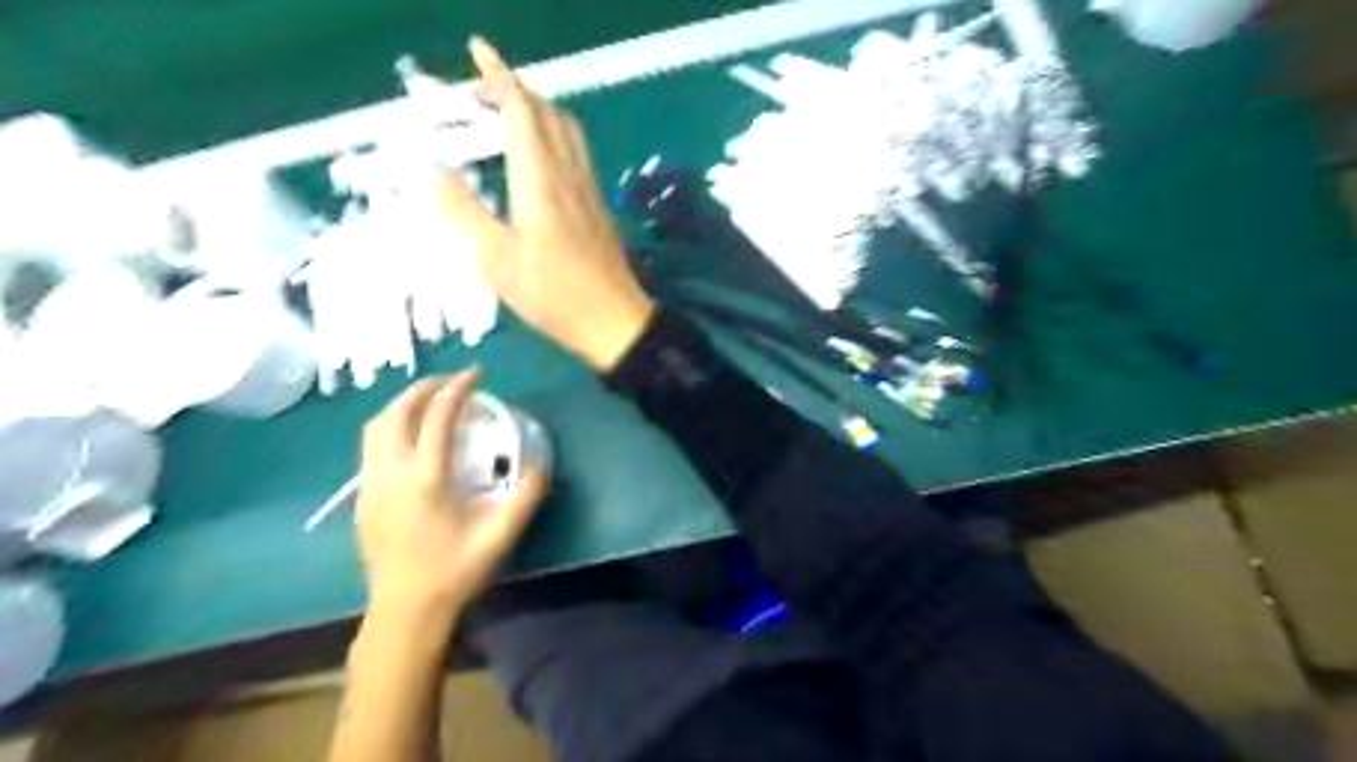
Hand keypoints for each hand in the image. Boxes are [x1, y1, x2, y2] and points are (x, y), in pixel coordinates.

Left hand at [355, 368, 543, 624]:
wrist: (405, 612)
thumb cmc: (453, 573)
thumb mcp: (499, 537)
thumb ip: (525, 498)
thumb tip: (540, 464)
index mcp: (424, 480)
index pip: (437, 417)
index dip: (458, 389)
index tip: (476, 374)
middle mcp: (390, 474)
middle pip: (396, 413)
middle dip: (424, 388)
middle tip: (452, 382)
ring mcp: (369, 486)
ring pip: (375, 427)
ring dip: (402, 405)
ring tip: (429, 402)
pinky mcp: (362, 499)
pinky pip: (370, 447)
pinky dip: (391, 427)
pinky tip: (411, 439)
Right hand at [441, 35, 657, 370]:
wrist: (614, 321)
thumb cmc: (553, 295)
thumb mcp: (496, 262)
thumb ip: (465, 213)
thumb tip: (437, 172)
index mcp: (541, 181)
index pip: (523, 111)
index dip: (500, 76)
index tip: (478, 51)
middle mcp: (569, 175)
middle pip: (548, 112)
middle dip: (515, 88)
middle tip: (480, 92)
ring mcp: (589, 190)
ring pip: (567, 130)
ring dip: (538, 109)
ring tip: (507, 115)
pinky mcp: (599, 206)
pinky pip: (576, 152)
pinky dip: (553, 134)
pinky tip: (540, 156)